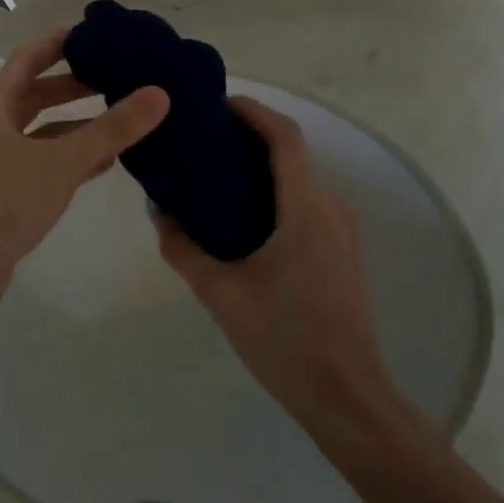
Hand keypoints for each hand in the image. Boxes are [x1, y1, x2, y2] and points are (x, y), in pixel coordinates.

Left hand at [0, 30, 169, 311]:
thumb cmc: (5, 202)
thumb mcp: (63, 161)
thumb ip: (112, 129)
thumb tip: (159, 93)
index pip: (28, 59)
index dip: (60, 43)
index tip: (96, 34)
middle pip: (36, 94)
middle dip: (75, 85)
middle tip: (118, 76)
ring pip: (42, 131)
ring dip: (77, 124)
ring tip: (120, 118)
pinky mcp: (4, 191)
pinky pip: (43, 162)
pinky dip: (70, 157)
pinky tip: (103, 163)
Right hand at [153, 96, 391, 429]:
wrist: (346, 398)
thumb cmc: (284, 339)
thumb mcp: (221, 293)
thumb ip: (183, 248)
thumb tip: (157, 212)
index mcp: (306, 209)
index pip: (285, 137)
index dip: (253, 111)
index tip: (215, 104)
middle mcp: (332, 209)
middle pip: (293, 152)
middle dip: (250, 136)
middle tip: (202, 140)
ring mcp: (343, 231)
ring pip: (301, 178)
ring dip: (263, 165)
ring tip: (214, 173)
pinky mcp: (342, 252)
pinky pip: (307, 203)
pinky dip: (276, 191)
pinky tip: (243, 214)